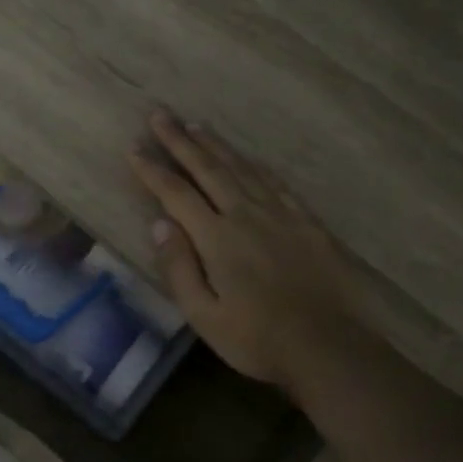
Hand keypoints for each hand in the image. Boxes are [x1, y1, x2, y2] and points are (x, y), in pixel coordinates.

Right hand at [129, 110, 364, 397]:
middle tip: (160, 115)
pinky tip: (249, 159)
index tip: (134, 148)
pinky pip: (276, 183)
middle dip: (181, 141)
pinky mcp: (307, 222)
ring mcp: (281, 215)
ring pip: (242, 169)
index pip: (176, 195)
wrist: (328, 346)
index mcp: (217, 238)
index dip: (153, 170)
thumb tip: (160, 224)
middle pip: (208, 169)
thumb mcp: (204, 315)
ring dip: (216, 146)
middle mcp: (246, 215)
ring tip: (197, 125)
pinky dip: (256, 165)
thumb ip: (179, 267)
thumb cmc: (256, 339)